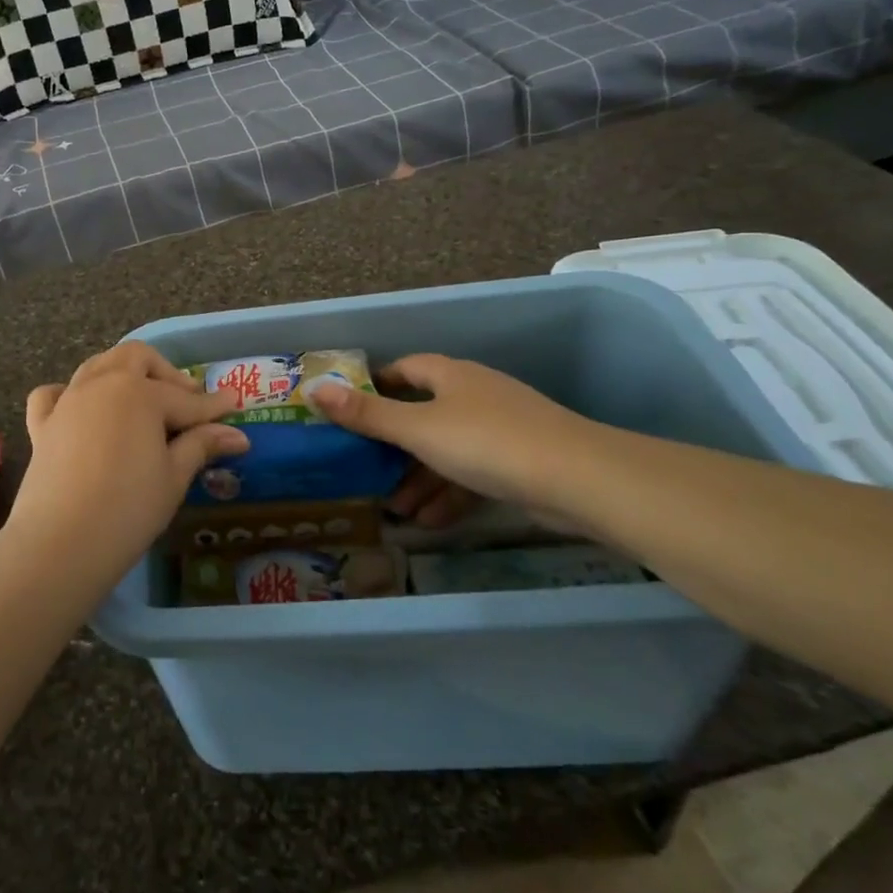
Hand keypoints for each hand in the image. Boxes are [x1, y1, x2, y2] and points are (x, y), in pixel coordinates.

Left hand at [11, 343, 247, 582]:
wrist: (61, 542)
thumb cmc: (129, 508)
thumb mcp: (174, 477)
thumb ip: (201, 445)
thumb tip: (236, 434)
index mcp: (140, 393)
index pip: (186, 399)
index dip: (213, 405)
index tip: (234, 404)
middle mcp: (102, 384)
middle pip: (136, 358)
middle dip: (165, 372)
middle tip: (186, 399)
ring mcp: (68, 401)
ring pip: (97, 366)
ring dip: (123, 373)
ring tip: (142, 399)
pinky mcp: (42, 425)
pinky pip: (52, 394)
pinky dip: (68, 393)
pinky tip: (80, 409)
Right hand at [306, 355, 600, 509]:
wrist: (578, 480)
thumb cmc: (486, 443)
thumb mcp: (418, 430)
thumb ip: (367, 415)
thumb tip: (314, 389)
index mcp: (451, 376)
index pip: (405, 370)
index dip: (376, 386)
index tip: (350, 410)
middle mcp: (474, 395)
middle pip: (423, 414)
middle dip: (395, 447)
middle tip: (368, 473)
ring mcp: (501, 428)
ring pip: (447, 450)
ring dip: (420, 478)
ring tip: (397, 510)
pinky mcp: (520, 463)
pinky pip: (473, 474)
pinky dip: (450, 493)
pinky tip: (432, 522)